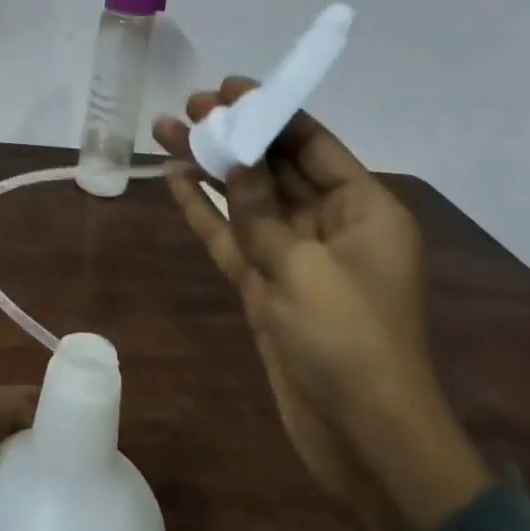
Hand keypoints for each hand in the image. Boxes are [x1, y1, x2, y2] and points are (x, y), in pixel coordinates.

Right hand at [154, 80, 491, 530]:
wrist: (364, 441)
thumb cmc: (349, 341)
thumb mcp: (303, 266)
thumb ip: (260, 208)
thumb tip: (236, 157)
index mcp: (363, 210)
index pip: (311, 143)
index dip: (270, 111)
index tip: (228, 88)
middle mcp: (332, 224)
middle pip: (274, 165)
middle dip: (233, 135)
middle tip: (188, 106)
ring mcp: (296, 255)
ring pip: (246, 198)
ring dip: (210, 167)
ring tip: (165, 131)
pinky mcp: (268, 285)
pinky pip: (232, 236)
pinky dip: (205, 210)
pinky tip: (174, 180)